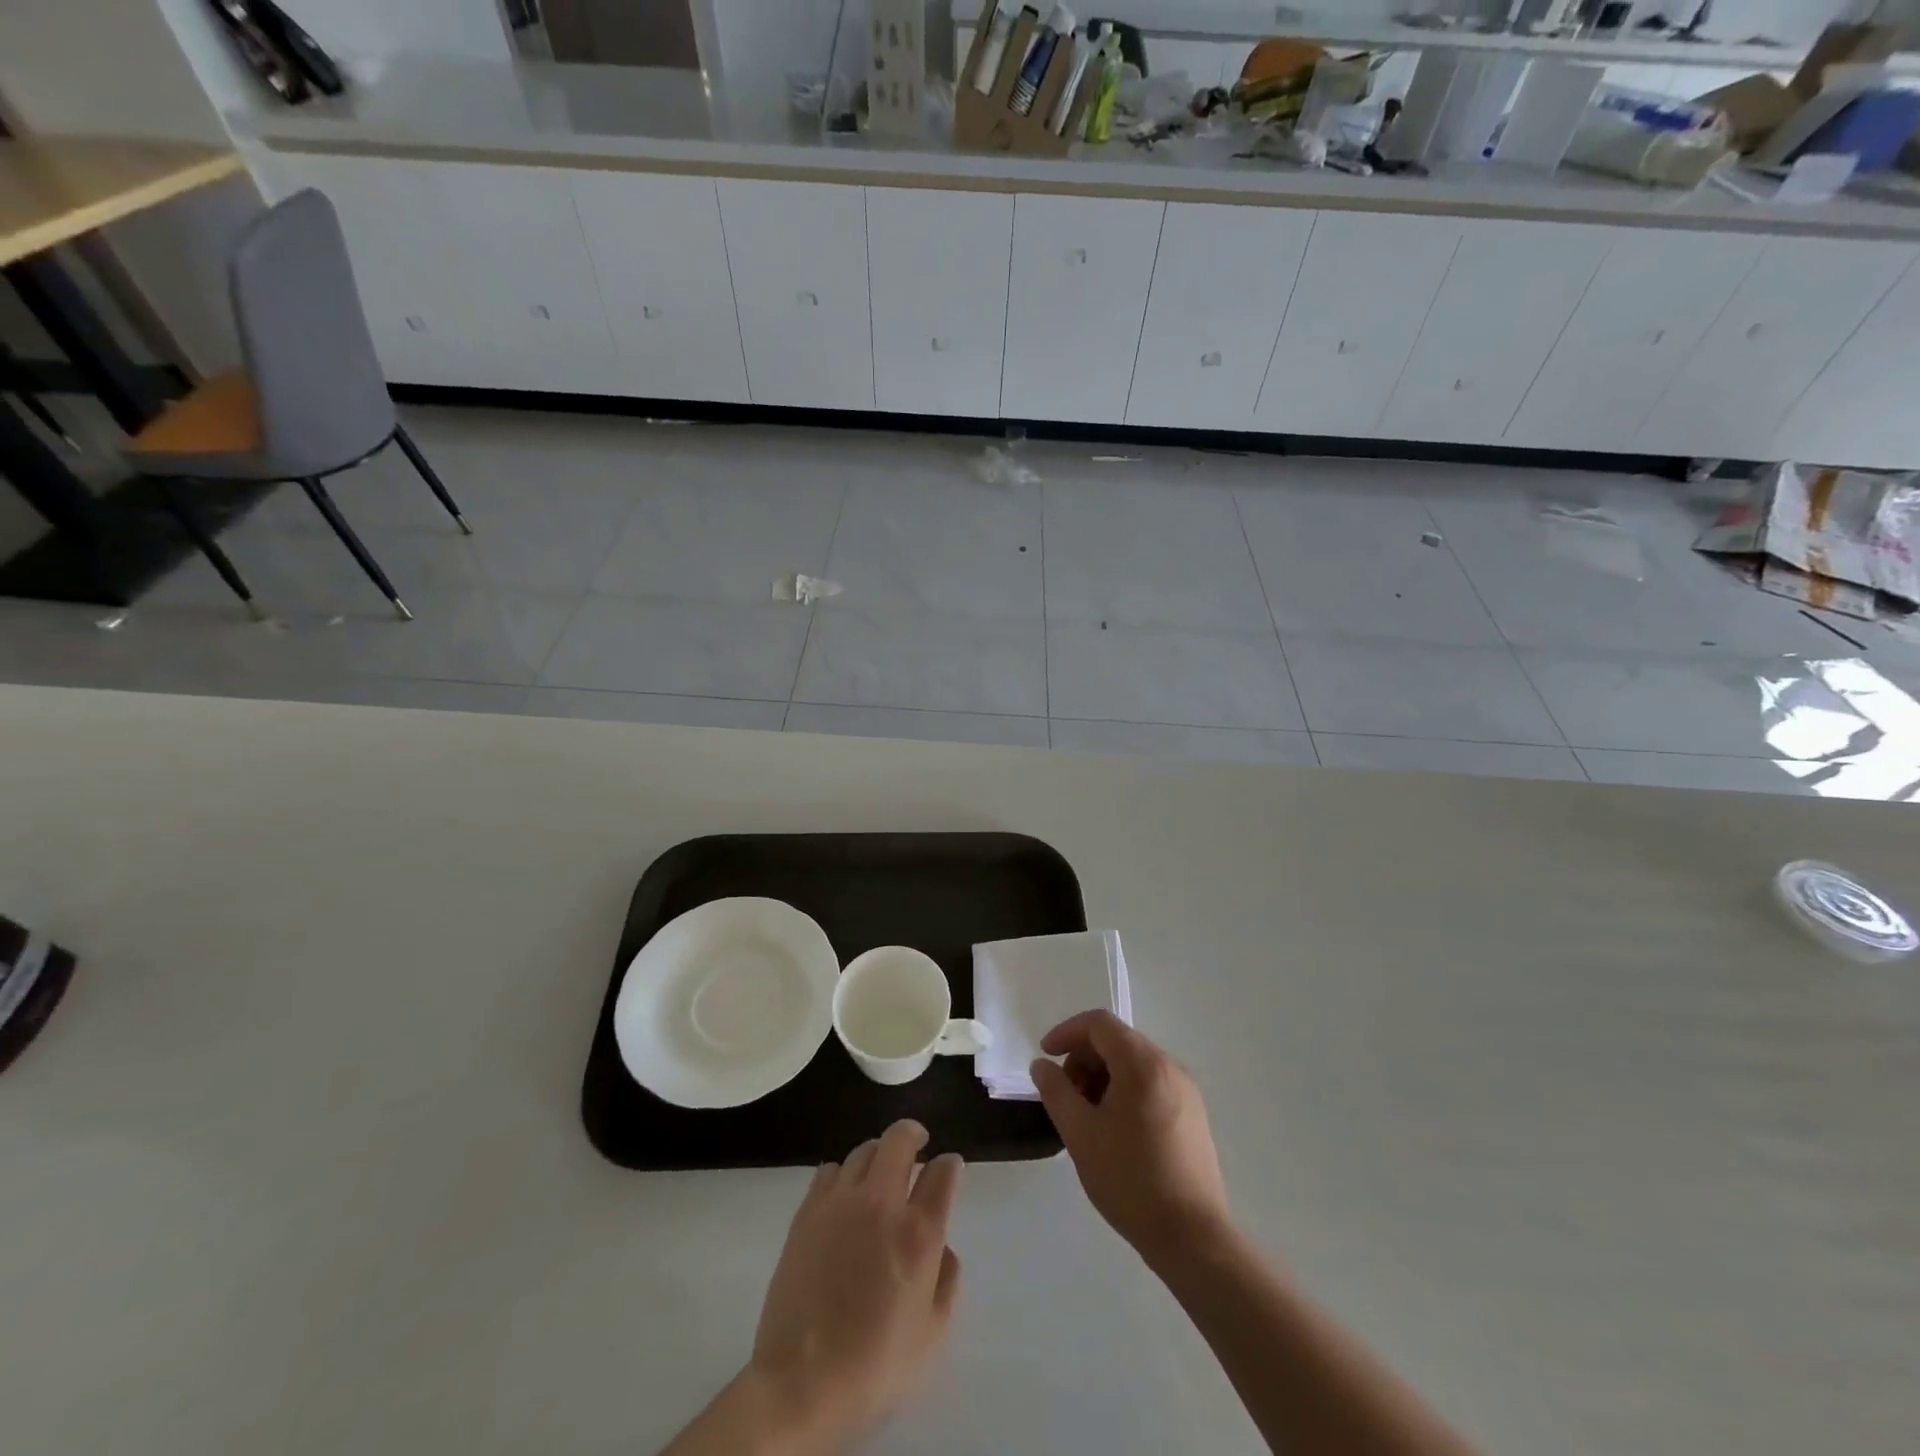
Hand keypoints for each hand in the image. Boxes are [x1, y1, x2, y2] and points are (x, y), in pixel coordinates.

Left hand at [749, 1120, 963, 1450]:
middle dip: (914, 1135)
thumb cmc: (874, 1368)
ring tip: (881, 1173)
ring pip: (865, 1149)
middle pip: (900, 1139)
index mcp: (918, 1232)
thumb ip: (946, 1280)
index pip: (942, 1172)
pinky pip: (830, 1170)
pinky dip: (845, 1174)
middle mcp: (881, 1203)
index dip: (950, 1166)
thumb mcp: (932, 1336)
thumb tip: (941, 1246)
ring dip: (880, 1154)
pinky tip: (845, 1197)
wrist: (799, 1385)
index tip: (950, 1170)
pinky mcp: (807, 1212)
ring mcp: (840, 1202)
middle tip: (919, 1145)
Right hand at [1031, 1011, 1230, 1269]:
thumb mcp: (1080, 1133)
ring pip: (1134, 1063)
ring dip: (1103, 1076)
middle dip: (1084, 1058)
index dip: (1067, 1032)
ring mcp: (1186, 1090)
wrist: (1192, 1238)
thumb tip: (1042, 1065)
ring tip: (1086, 1116)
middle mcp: (1169, 1066)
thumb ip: (1056, 1091)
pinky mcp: (1193, 1115)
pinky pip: (1151, 1084)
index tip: (1046, 1057)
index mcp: (1143, 1063)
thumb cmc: (1130, 1180)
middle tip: (1065, 1095)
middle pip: (1118, 1040)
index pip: (1099, 1023)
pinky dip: (1125, 1090)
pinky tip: (1114, 1129)